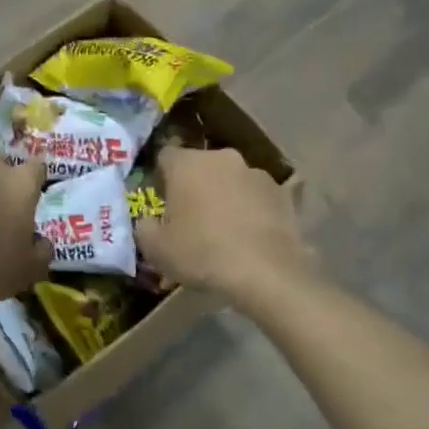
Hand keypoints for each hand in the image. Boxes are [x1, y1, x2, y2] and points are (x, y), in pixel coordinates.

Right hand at [136, 147, 316, 303]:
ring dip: (226, 196)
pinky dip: (254, 210)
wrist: (266, 272)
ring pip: (232, 180)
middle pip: (201, 166)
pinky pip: (260, 198)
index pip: (165, 156)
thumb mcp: (155, 249)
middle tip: (191, 218)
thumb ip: (144, 227)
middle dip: (195, 186)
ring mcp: (257, 173)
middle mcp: (222, 158)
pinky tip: (252, 236)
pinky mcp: (284, 194)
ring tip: (225, 230)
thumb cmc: (201, 253)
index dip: (161, 177)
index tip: (161, 202)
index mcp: (187, 163)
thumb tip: (148, 221)